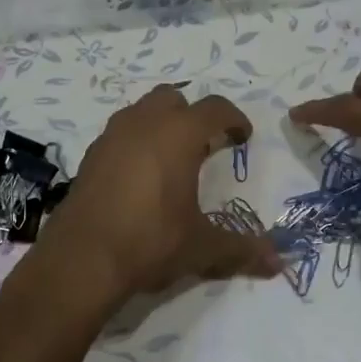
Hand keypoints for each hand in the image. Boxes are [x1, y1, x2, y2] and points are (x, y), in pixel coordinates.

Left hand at [38, 85, 281, 301]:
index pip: (214, 109)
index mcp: (178, 134)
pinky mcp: (89, 157)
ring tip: (171, 159)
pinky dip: (134, 144)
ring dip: (160, 125)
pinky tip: (139, 178)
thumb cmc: (150, 241)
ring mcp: (111, 137)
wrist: (82, 260)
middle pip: (173, 98)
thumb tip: (278, 263)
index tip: (242, 137)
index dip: (233, 119)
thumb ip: (241, 249)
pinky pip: (118, 135)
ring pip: (140, 111)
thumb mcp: (201, 247)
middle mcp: (143, 124)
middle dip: (192, 115)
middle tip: (204, 145)